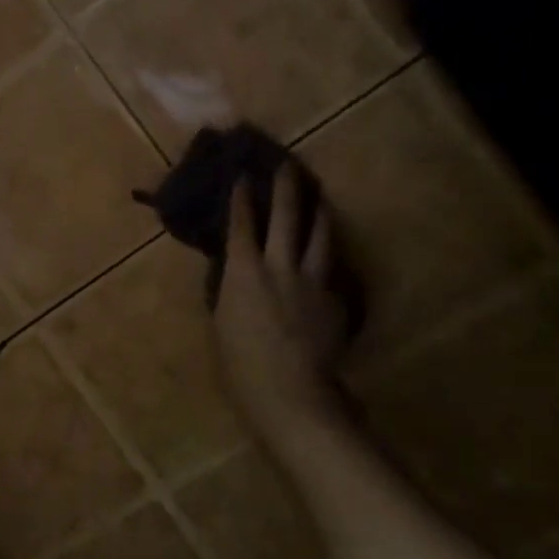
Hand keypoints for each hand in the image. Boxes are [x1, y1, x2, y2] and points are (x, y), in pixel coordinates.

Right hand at [213, 166, 357, 446]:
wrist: (289, 392)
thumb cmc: (239, 363)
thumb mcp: (222, 320)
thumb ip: (231, 288)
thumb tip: (237, 272)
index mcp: (244, 271)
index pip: (241, 224)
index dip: (242, 199)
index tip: (244, 177)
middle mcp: (280, 266)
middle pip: (286, 217)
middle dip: (286, 188)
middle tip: (289, 166)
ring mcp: (313, 281)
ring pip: (320, 236)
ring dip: (319, 214)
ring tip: (320, 199)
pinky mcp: (336, 300)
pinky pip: (332, 271)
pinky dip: (327, 260)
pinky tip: (329, 260)